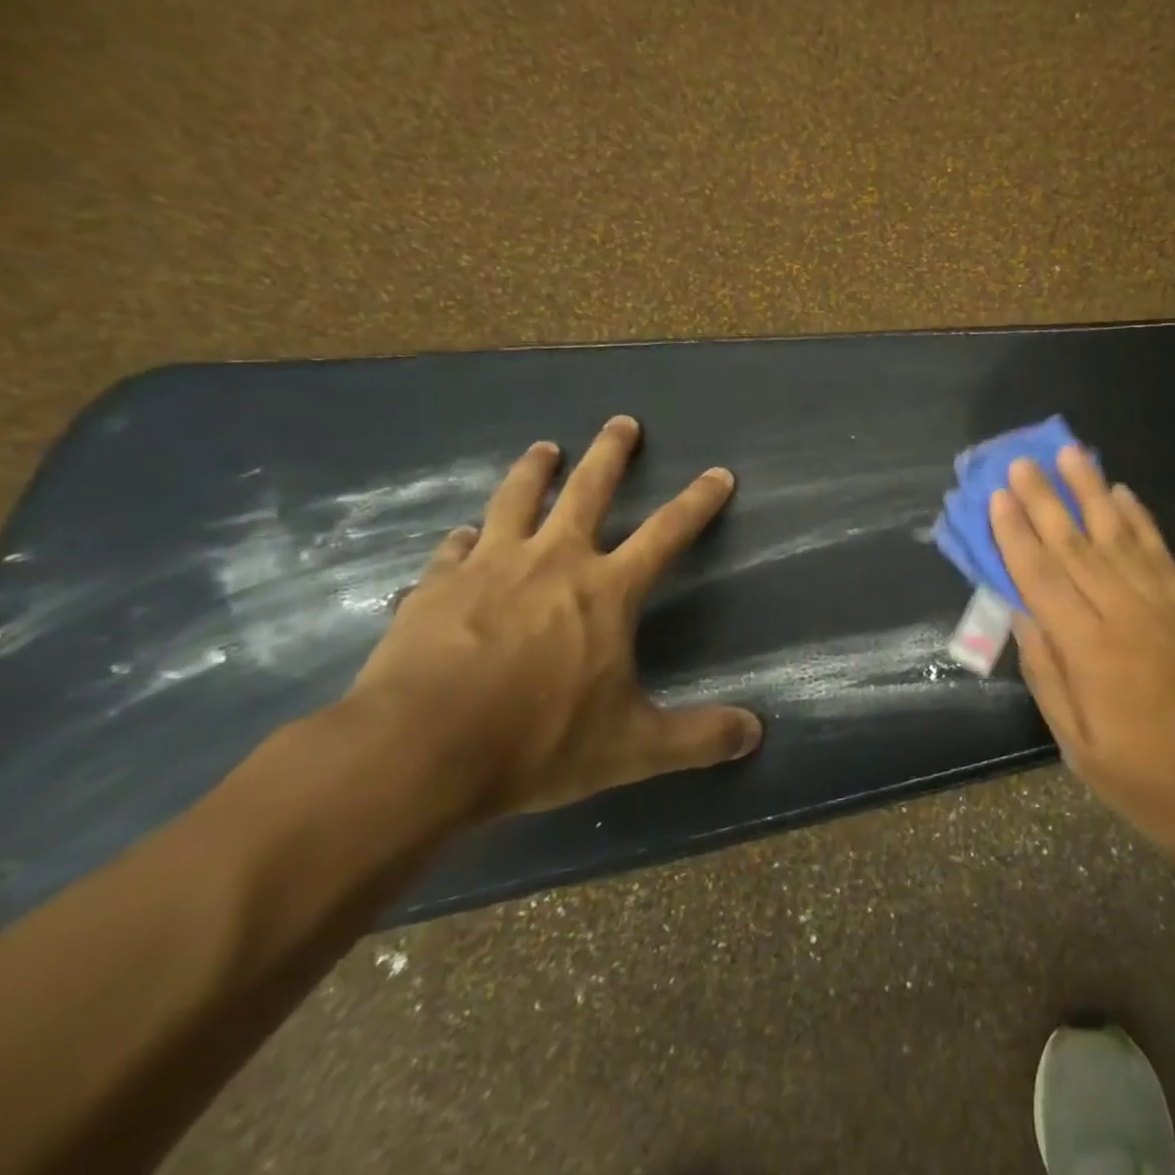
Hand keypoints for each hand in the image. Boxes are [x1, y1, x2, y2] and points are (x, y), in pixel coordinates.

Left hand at [344, 416, 761, 819]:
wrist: (418, 752)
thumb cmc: (537, 742)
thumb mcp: (632, 747)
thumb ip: (698, 738)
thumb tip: (756, 733)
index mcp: (606, 590)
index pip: (668, 532)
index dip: (698, 502)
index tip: (719, 473)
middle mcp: (553, 561)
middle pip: (588, 489)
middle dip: (611, 453)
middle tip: (621, 422)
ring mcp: (490, 567)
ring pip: (516, 500)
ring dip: (533, 470)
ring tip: (544, 448)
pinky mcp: (436, 586)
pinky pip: (456, 548)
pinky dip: (466, 537)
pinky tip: (464, 535)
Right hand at [990, 446, 1174, 910]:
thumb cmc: (1156, 787)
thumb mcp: (1083, 750)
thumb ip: (1049, 677)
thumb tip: (1021, 616)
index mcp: (1091, 651)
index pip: (1042, 578)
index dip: (1015, 535)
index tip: (998, 497)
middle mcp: (1126, 614)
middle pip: (1075, 545)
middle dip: (1045, 500)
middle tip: (1021, 461)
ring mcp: (1165, 606)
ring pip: (1118, 536)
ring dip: (1091, 492)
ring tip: (1070, 454)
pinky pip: (1159, 552)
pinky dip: (1140, 518)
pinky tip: (1124, 493)